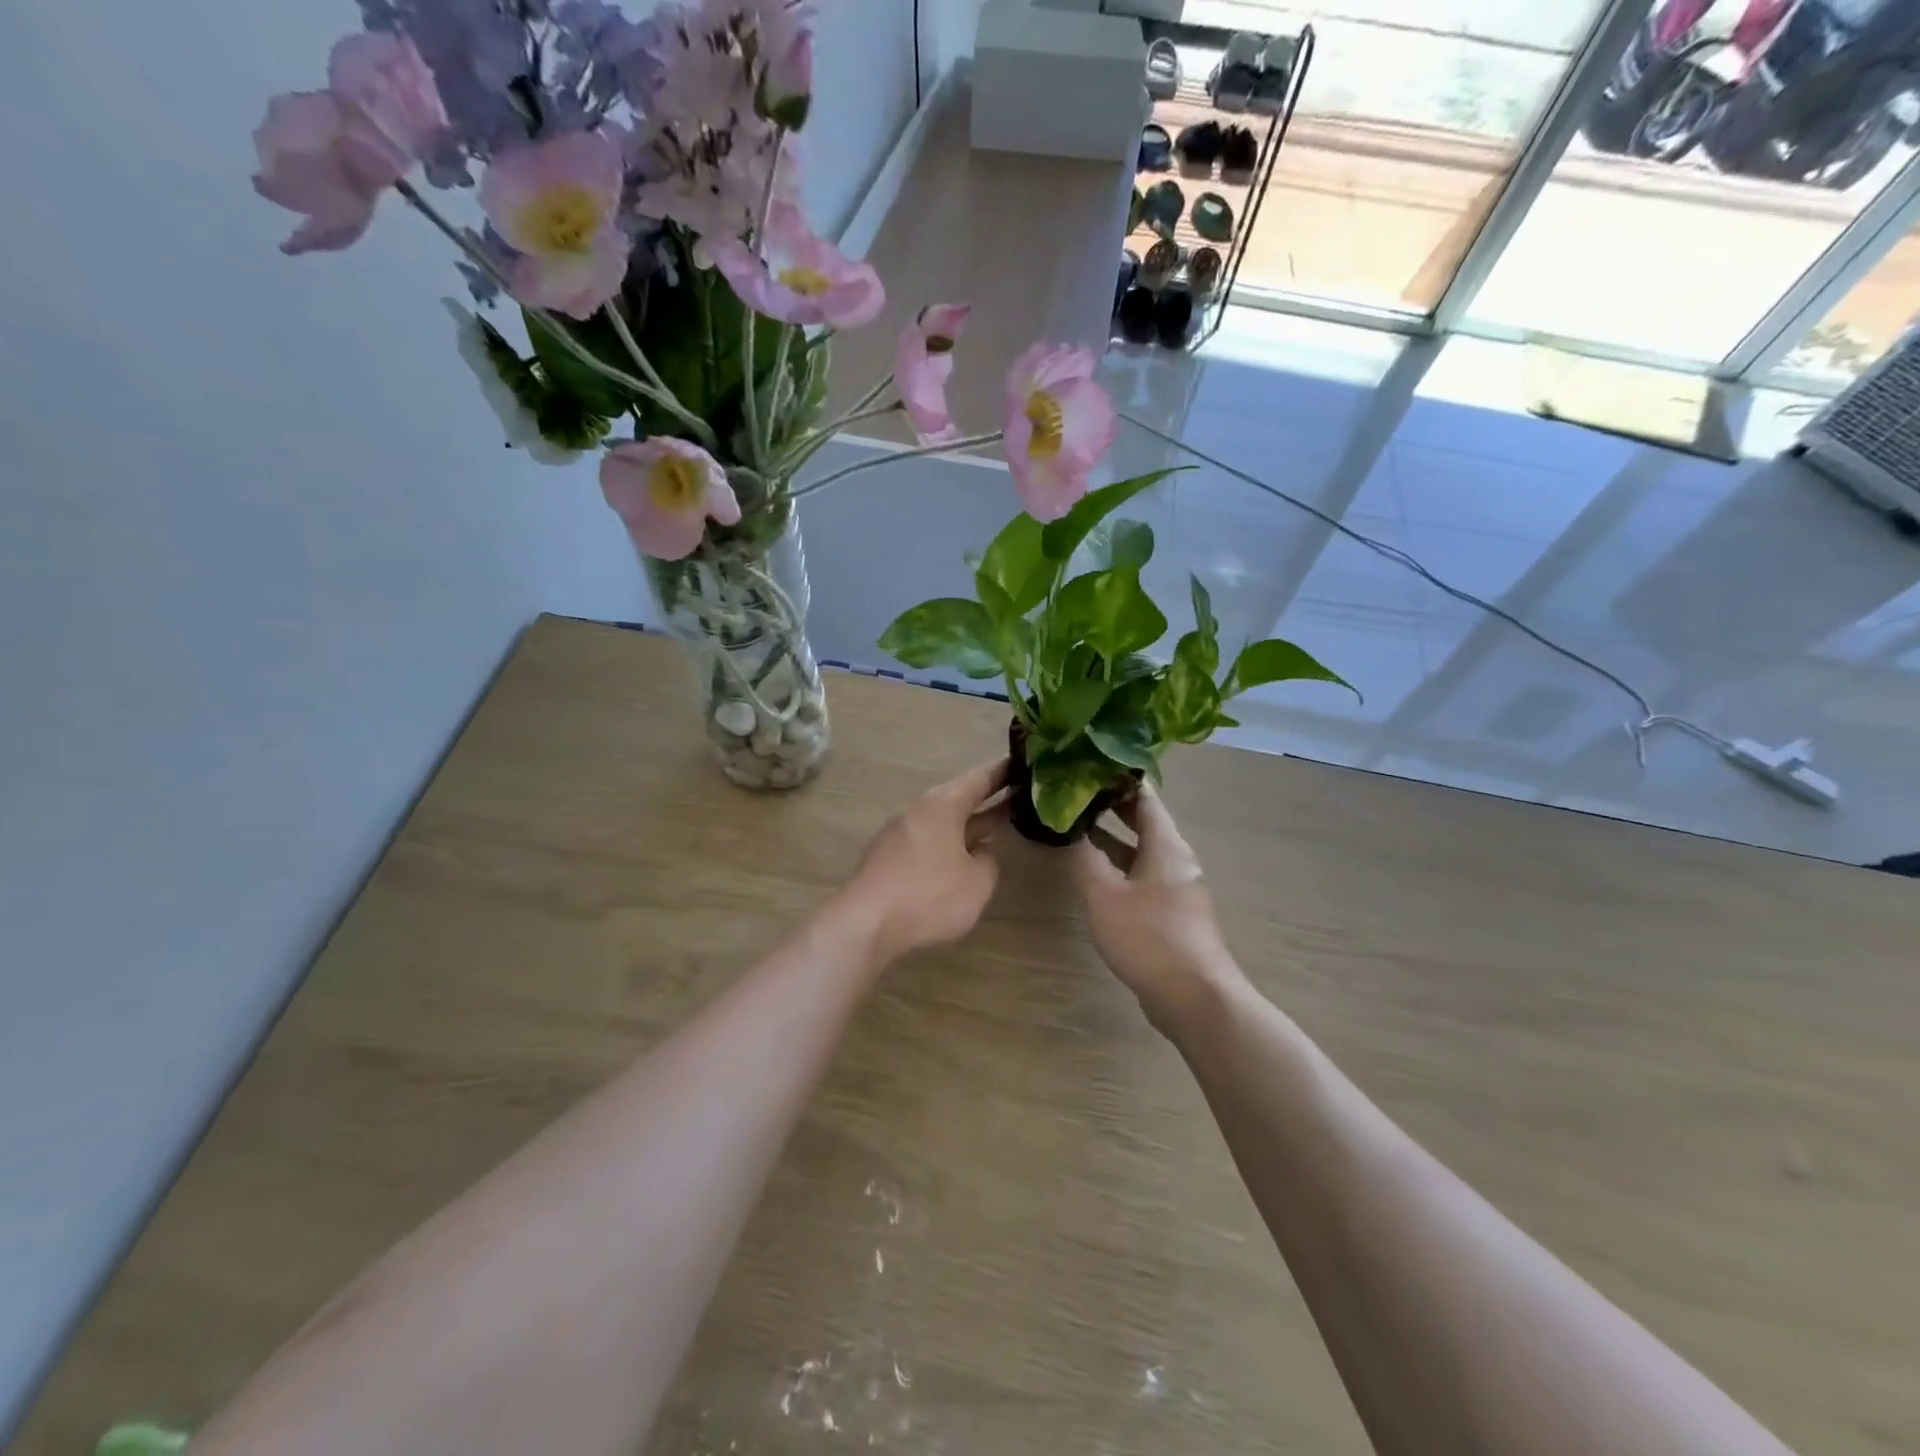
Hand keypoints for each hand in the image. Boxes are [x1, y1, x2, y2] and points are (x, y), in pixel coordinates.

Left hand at [839, 758, 1008, 966]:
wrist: (865, 923)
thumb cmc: (929, 895)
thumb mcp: (977, 882)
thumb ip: (987, 861)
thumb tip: (980, 851)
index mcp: (943, 805)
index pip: (980, 779)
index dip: (1004, 772)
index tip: (1024, 763)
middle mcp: (918, 810)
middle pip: (959, 798)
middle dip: (988, 799)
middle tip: (1019, 797)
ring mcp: (898, 833)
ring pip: (942, 821)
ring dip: (967, 823)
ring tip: (995, 827)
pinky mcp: (886, 857)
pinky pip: (926, 840)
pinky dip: (948, 843)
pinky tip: (959, 858)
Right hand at [1071, 785, 1238, 1034]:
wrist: (1194, 996)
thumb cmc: (1149, 937)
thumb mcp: (1104, 895)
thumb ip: (1084, 858)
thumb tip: (1067, 827)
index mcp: (1166, 844)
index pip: (1143, 796)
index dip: (1116, 777)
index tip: (1087, 763)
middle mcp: (1176, 858)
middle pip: (1144, 820)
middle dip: (1111, 804)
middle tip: (1075, 790)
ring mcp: (1177, 885)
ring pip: (1142, 849)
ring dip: (1113, 836)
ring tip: (1077, 824)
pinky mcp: (1172, 911)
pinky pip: (1143, 873)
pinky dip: (1119, 863)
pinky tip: (1095, 870)